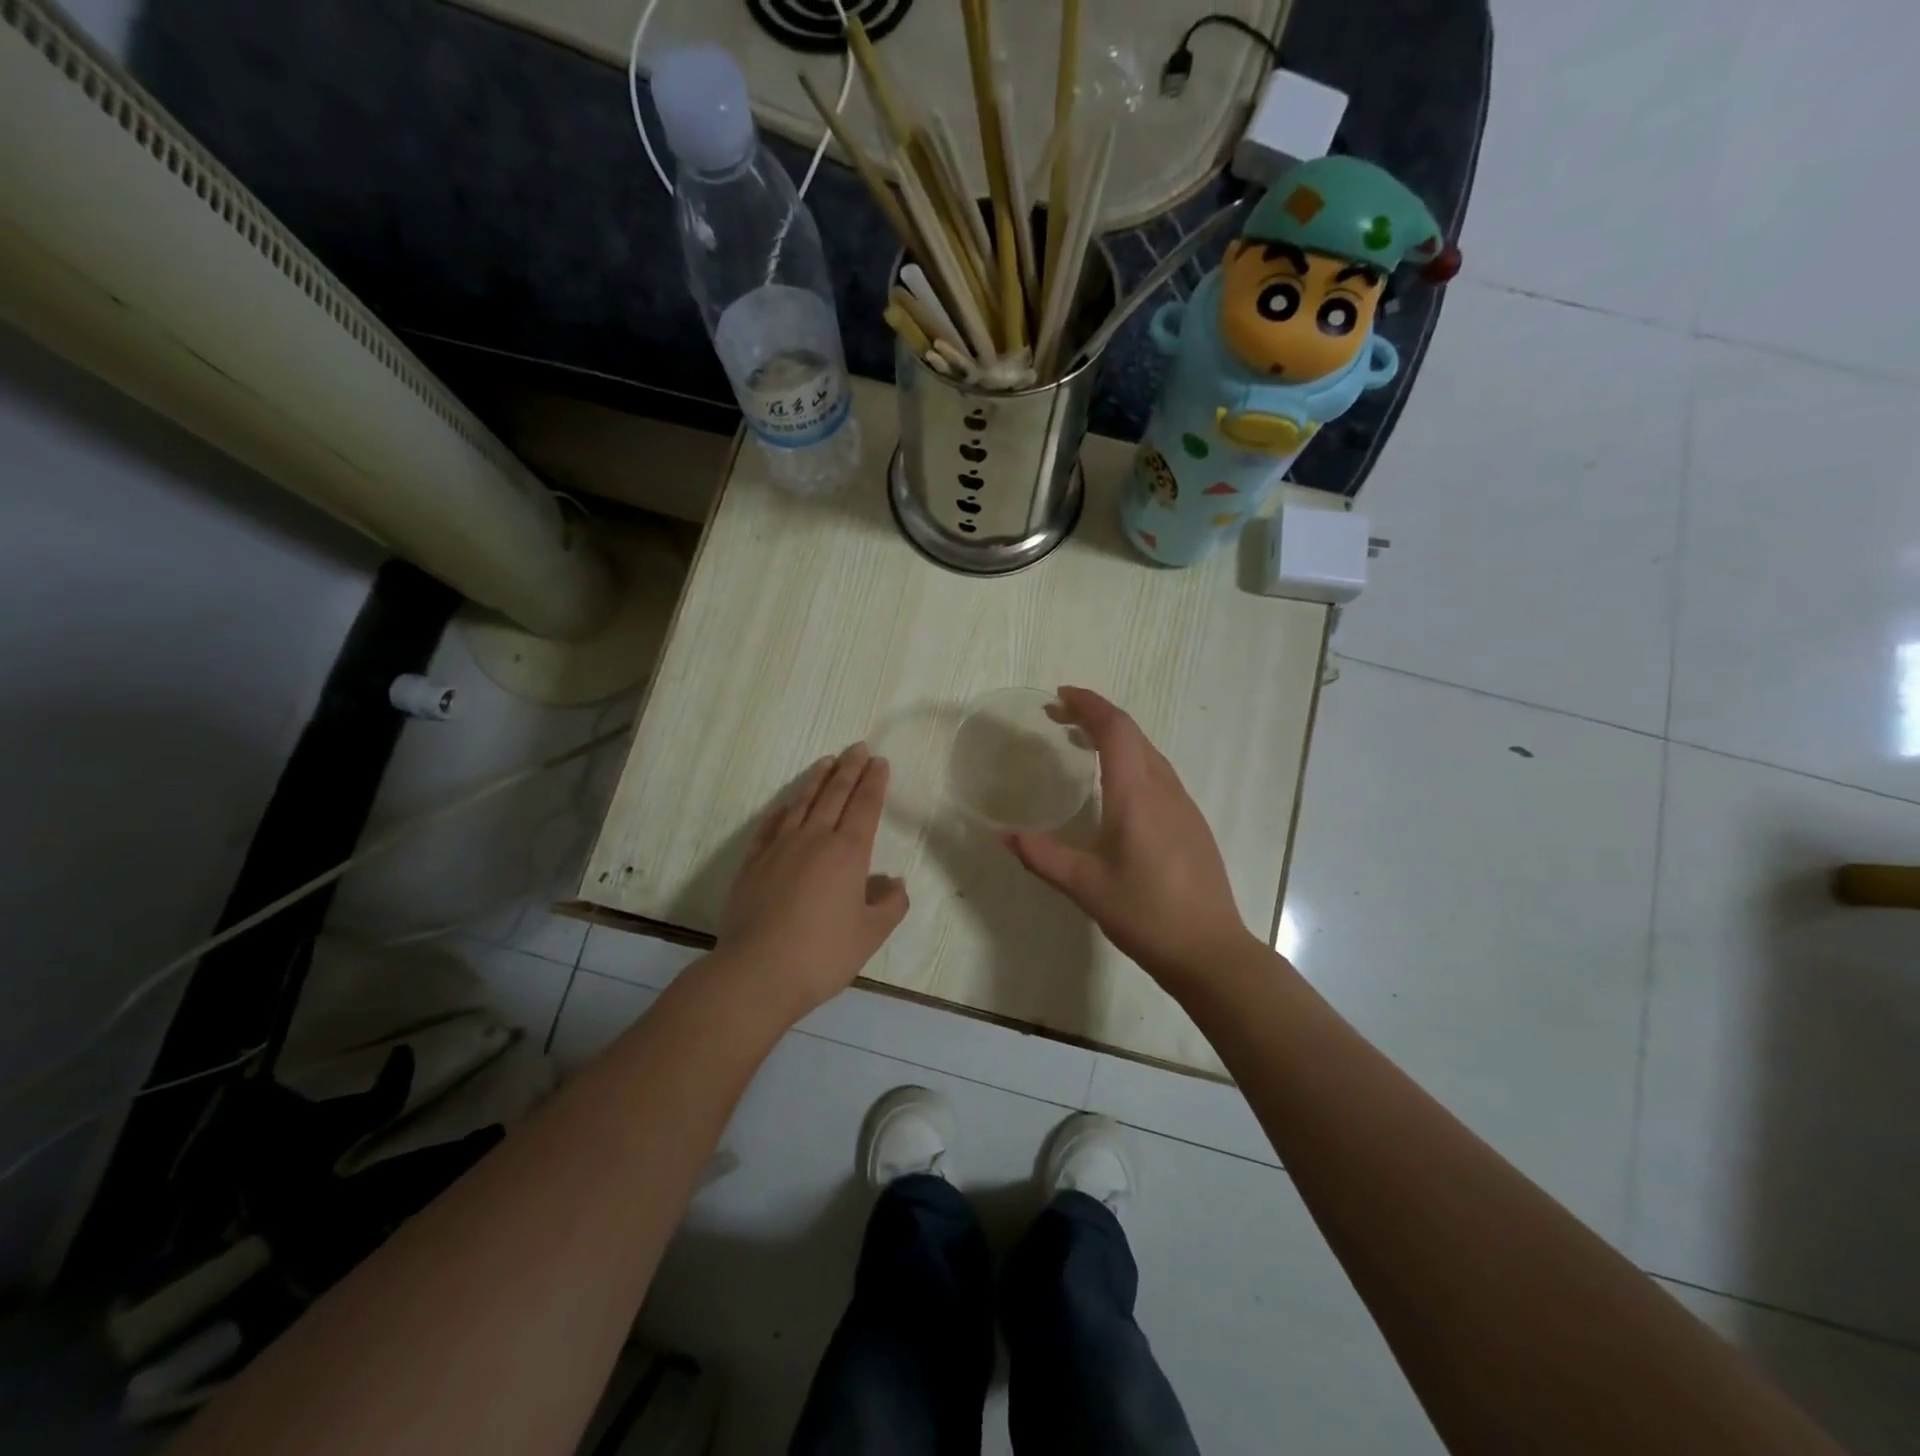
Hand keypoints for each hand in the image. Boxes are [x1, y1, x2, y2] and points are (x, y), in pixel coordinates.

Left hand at [717, 744, 909, 1021]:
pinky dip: (781, 809)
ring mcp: (779, 848)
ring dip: (816, 779)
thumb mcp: (870, 935)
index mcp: (848, 853)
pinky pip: (769, 826)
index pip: (865, 806)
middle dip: (849, 768)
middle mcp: (814, 839)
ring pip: (801, 803)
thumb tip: (893, 882)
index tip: (879, 761)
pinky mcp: (752, 863)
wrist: (757, 972)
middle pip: (835, 794)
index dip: (874, 782)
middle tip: (858, 747)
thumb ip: (890, 905)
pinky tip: (786, 803)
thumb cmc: (822, 954)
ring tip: (827, 761)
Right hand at [1004, 688, 1256, 988]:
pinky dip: (1131, 759)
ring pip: (1148, 752)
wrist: (1209, 950)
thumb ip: (1041, 856)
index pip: (1115, 729)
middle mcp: (1164, 789)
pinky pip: (1158, 772)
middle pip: (1132, 733)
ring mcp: (1183, 805)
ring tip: (1081, 743)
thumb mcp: (1084, 885)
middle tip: (1059, 717)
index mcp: (1136, 794)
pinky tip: (1115, 785)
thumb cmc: (1145, 914)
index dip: (1088, 704)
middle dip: (1095, 715)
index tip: (1059, 696)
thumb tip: (1003, 836)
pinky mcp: (1191, 822)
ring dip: (1115, 737)